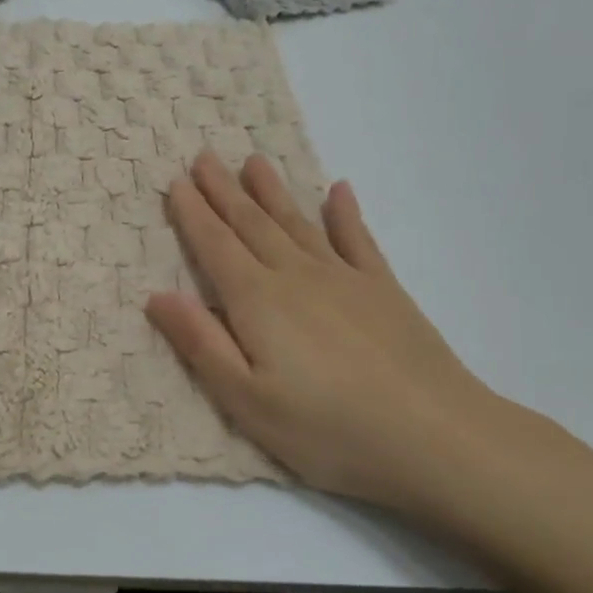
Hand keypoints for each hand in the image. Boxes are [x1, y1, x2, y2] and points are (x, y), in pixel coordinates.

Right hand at [145, 152, 510, 516]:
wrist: (435, 437)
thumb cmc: (327, 428)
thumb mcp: (247, 400)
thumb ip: (201, 343)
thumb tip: (157, 295)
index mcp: (258, 301)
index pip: (215, 246)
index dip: (193, 213)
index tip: (176, 181)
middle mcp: (296, 276)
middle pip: (252, 224)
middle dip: (224, 191)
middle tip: (205, 156)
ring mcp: (344, 279)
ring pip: (298, 223)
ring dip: (273, 191)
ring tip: (254, 162)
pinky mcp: (384, 291)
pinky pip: (358, 240)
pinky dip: (346, 214)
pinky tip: (339, 191)